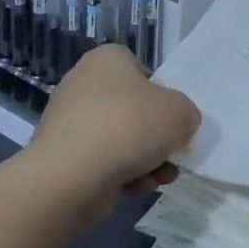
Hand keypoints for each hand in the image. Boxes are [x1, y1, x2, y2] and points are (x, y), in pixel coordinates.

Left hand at [27, 45, 199, 203]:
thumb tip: (177, 128)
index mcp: (108, 60)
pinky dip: (121, 175)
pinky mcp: (61, 157)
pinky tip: (135, 187)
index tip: (173, 119)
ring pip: (121, 140)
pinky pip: (102, 162)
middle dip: (155, 137)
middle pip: (134, 110)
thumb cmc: (130, 127)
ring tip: (158, 177)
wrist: (72, 176)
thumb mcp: (181, 113)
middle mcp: (83, 85)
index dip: (163, 96)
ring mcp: (69, 122)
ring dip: (145, 160)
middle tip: (172, 154)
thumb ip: (187, 115)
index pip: (144, 72)